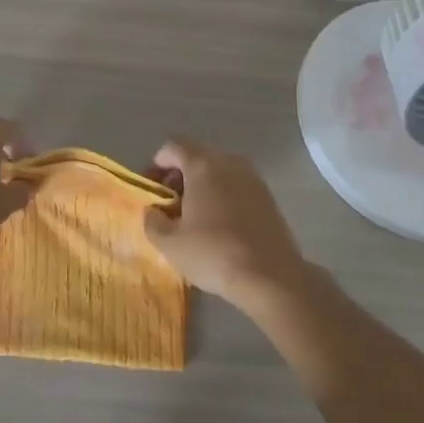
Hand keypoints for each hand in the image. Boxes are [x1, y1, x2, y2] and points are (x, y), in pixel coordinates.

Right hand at [142, 137, 308, 311]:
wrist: (271, 276)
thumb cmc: (214, 253)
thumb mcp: (170, 244)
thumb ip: (152, 221)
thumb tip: (153, 212)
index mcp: (202, 164)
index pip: (172, 146)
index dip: (156, 165)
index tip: (152, 191)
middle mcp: (229, 161)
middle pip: (196, 157)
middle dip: (179, 178)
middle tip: (170, 208)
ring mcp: (252, 177)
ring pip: (218, 172)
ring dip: (202, 188)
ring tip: (194, 220)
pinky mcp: (268, 197)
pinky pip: (236, 187)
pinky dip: (223, 198)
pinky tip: (220, 228)